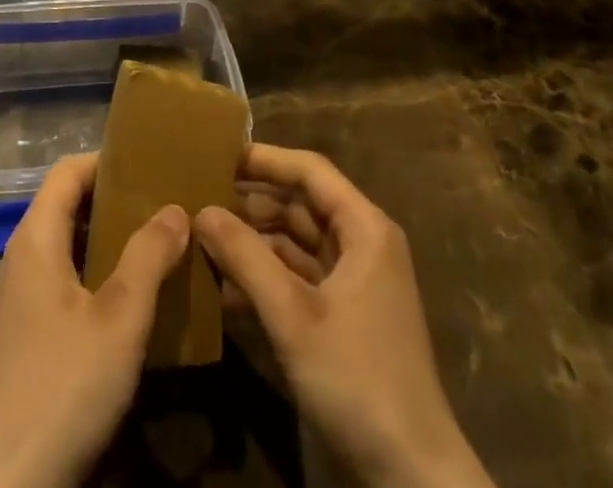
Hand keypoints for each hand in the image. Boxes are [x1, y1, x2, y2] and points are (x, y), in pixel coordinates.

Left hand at [0, 153, 190, 487]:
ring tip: (148, 250)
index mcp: (33, 240)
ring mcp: (10, 302)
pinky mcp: (14, 340)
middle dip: (110, 202)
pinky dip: (87, 276)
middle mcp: (15, 260)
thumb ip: (149, 256)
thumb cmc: (65, 387)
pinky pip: (53, 283)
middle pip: (62, 207)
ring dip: (101, 242)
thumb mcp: (121, 319)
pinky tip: (120, 305)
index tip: (147, 164)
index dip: (105, 161)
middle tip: (158, 206)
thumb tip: (175, 208)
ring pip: (60, 248)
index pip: (66, 172)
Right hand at [195, 145, 495, 487]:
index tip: (218, 156)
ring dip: (254, 243)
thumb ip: (245, 257)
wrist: (411, 478)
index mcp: (364, 228)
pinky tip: (224, 289)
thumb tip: (201, 210)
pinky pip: (299, 279)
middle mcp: (362, 244)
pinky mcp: (344, 318)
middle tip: (200, 198)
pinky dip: (266, 279)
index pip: (310, 171)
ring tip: (204, 239)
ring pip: (296, 244)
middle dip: (252, 203)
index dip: (265, 159)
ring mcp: (354, 283)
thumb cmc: (357, 378)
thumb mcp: (293, 315)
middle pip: (301, 205)